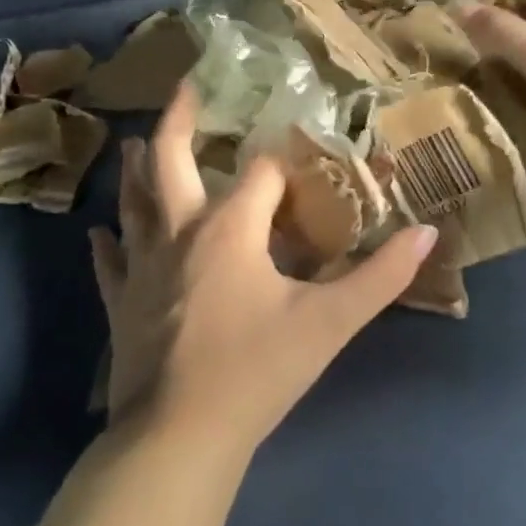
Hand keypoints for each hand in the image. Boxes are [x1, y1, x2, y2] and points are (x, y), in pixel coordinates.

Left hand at [87, 85, 439, 461]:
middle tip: (184, 88)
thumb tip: (427, 232)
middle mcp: (179, 235)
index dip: (284, 159)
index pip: (260, 174)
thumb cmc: (256, 371)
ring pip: (134, 205)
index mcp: (229, 230)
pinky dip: (108, 246)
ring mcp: (142, 269)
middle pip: (170, 162)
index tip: (298, 147)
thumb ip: (381, 277)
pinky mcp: (121, 306)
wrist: (179, 437)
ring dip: (136, 172)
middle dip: (179, 122)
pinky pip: (111, 264)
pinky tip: (99, 234)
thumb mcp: (329, 323)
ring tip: (131, 143)